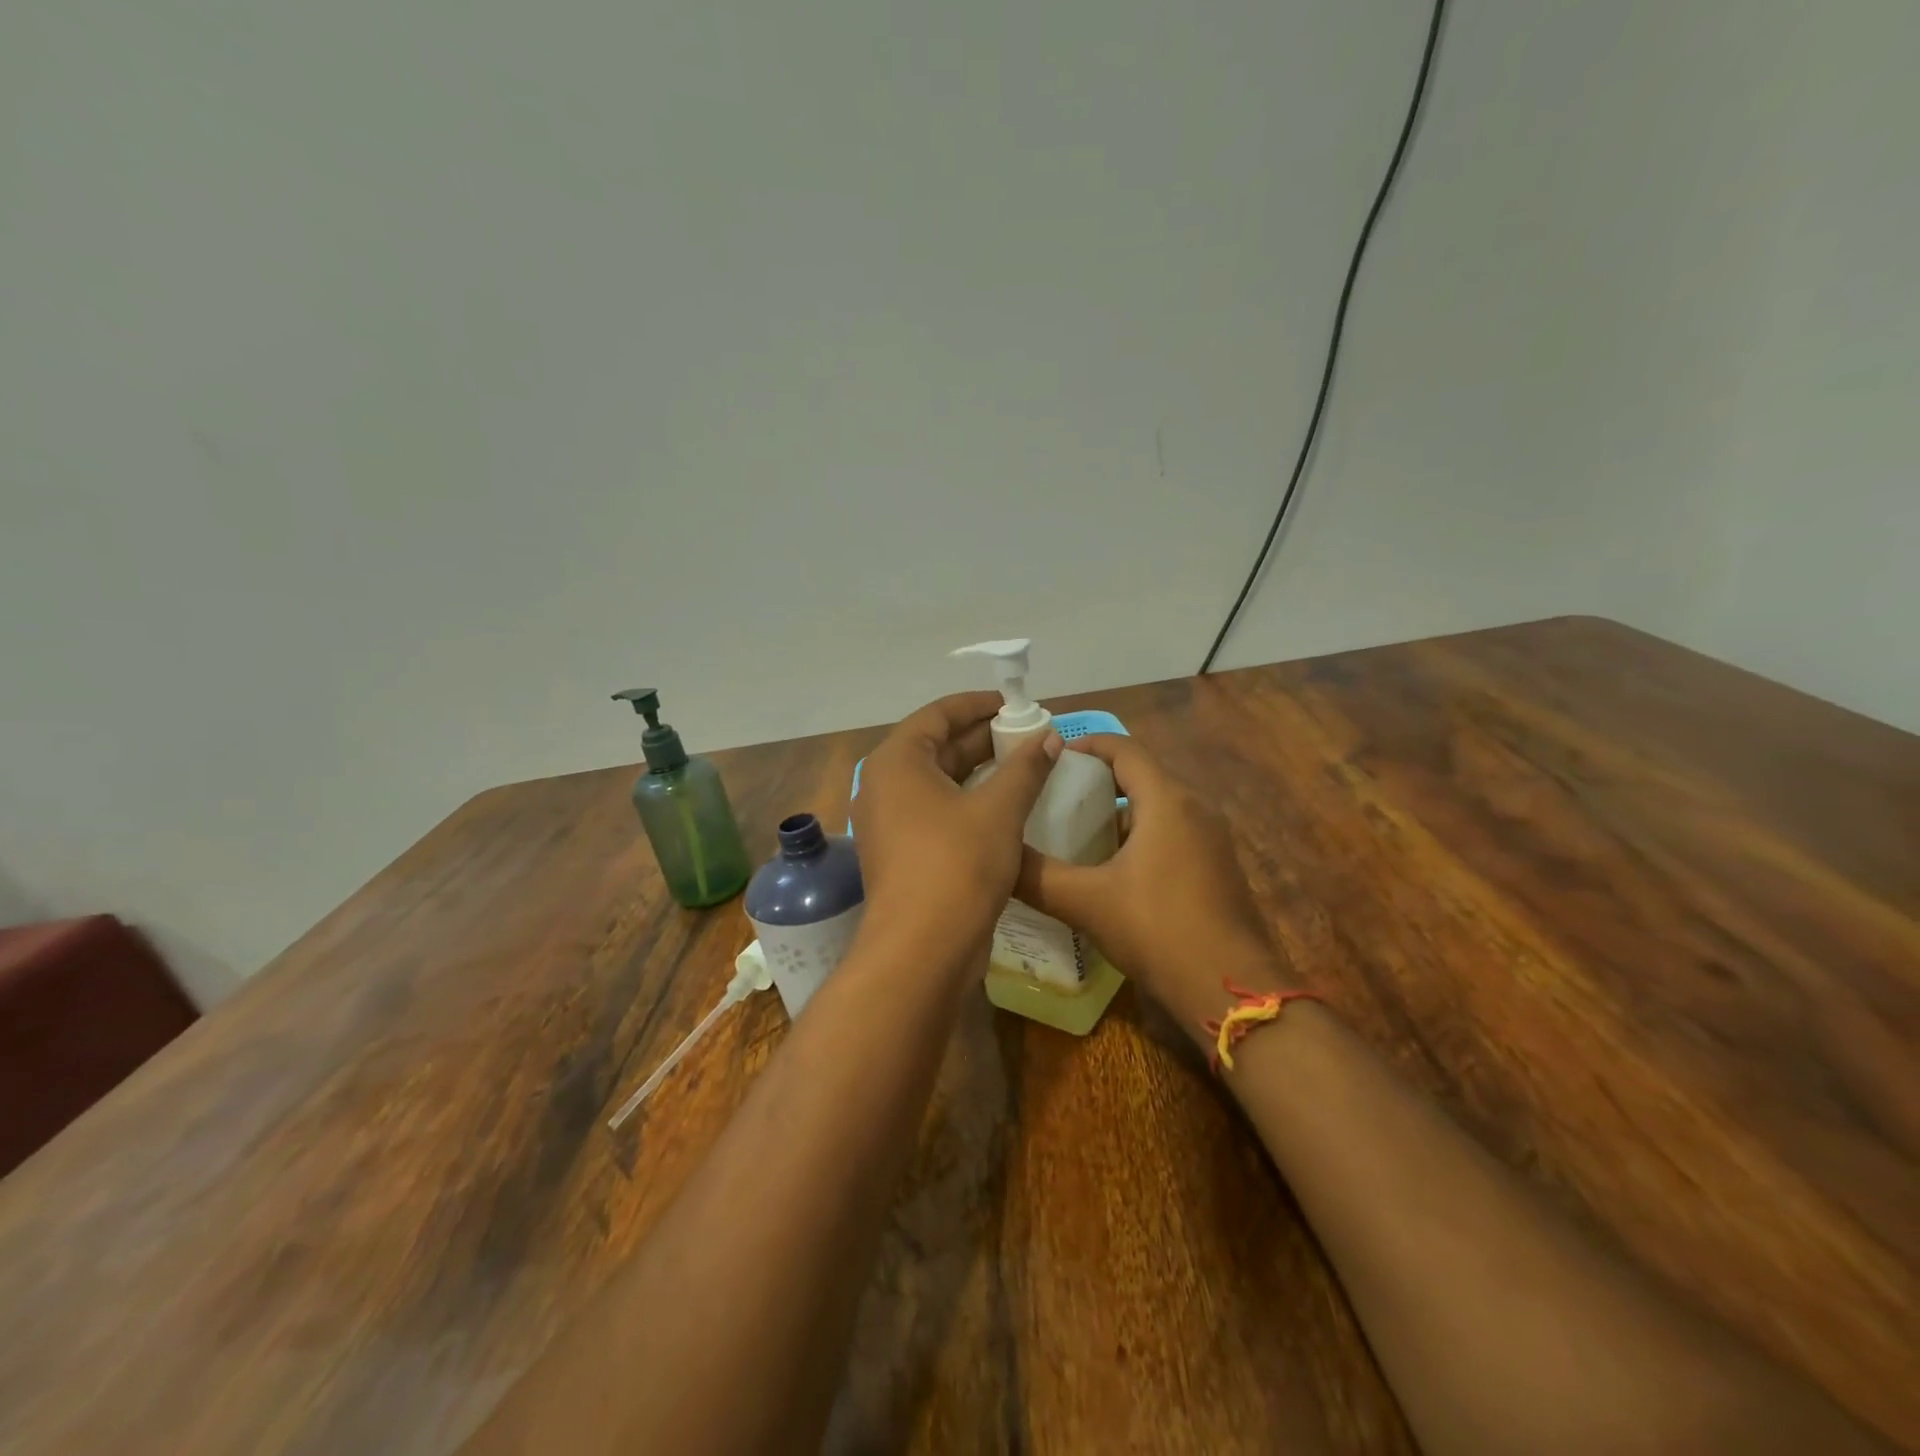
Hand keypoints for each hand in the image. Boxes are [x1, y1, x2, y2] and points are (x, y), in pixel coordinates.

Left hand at [851, 692, 1060, 960]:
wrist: (922, 950)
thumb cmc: (958, 865)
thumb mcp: (999, 810)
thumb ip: (1025, 768)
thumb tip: (1049, 737)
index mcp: (897, 761)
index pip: (938, 714)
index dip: (979, 705)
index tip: (1018, 704)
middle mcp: (883, 785)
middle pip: (936, 746)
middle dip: (983, 738)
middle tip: (1030, 735)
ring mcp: (889, 822)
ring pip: (938, 782)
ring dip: (979, 772)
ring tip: (1025, 766)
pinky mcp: (900, 853)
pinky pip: (935, 811)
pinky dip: (967, 802)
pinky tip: (1005, 807)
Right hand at [1014, 735, 1289, 1034]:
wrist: (1230, 989)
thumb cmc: (1157, 930)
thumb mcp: (1086, 902)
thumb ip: (1036, 876)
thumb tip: (996, 857)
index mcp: (1167, 800)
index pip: (1124, 748)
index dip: (1086, 744)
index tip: (1051, 756)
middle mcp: (1195, 808)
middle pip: (1141, 775)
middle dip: (1097, 780)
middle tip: (1053, 796)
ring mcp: (1212, 839)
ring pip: (1157, 807)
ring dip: (1118, 811)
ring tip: (1074, 832)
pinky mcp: (1218, 867)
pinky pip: (1173, 833)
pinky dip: (1140, 835)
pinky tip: (1112, 868)